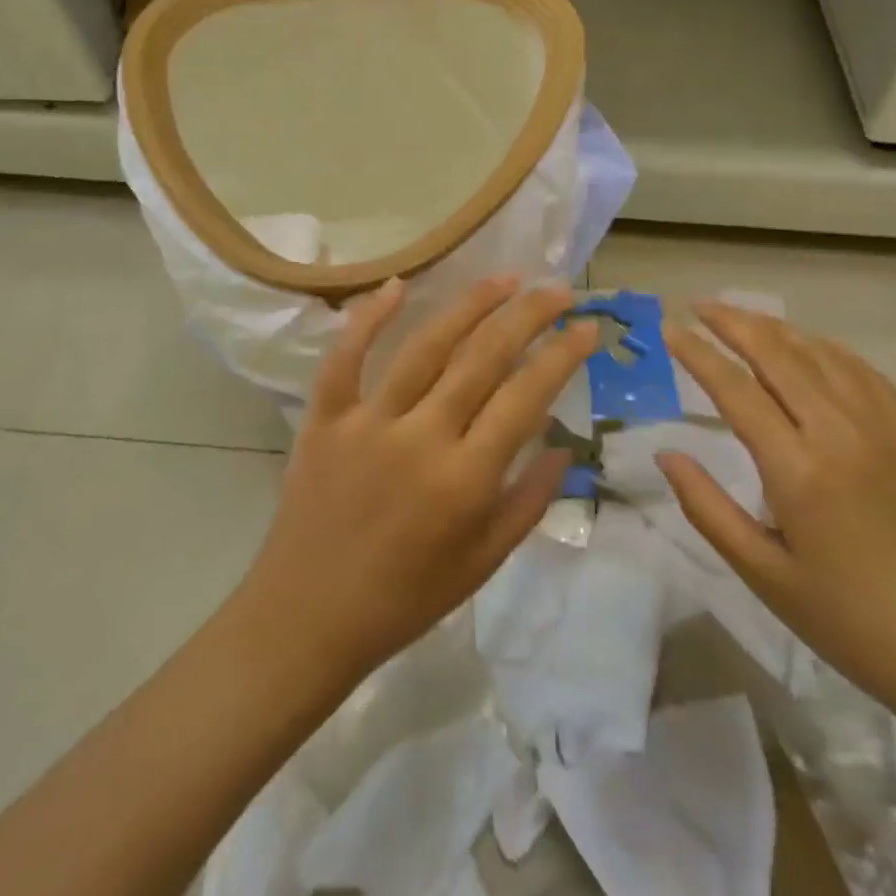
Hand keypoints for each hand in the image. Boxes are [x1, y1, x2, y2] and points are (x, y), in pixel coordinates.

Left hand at [238, 276, 598, 681]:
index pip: (526, 397)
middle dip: (527, 316)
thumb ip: (528, 501)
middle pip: (483, 358)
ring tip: (504, 278)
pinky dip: (368, 319)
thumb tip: (565, 445)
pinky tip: (397, 285)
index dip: (561, 356)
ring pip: (426, 347)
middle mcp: (421, 438)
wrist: (308, 618)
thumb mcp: (483, 563)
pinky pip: (345, 358)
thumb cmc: (405, 598)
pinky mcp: (326, 418)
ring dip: (469, 306)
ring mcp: (368, 422)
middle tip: (556, 290)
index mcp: (465, 480)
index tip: (587, 327)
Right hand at [657, 303, 895, 718]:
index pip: (734, 389)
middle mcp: (841, 433)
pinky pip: (864, 372)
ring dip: (776, 329)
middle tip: (699, 306)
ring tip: (742, 318)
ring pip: (821, 354)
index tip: (669, 330)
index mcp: (798, 470)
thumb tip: (666, 453)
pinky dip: (826, 348)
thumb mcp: (762, 573)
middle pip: (777, 354)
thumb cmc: (848, 621)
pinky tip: (808, 346)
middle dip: (733, 322)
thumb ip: (706, 507)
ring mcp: (885, 429)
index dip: (697, 353)